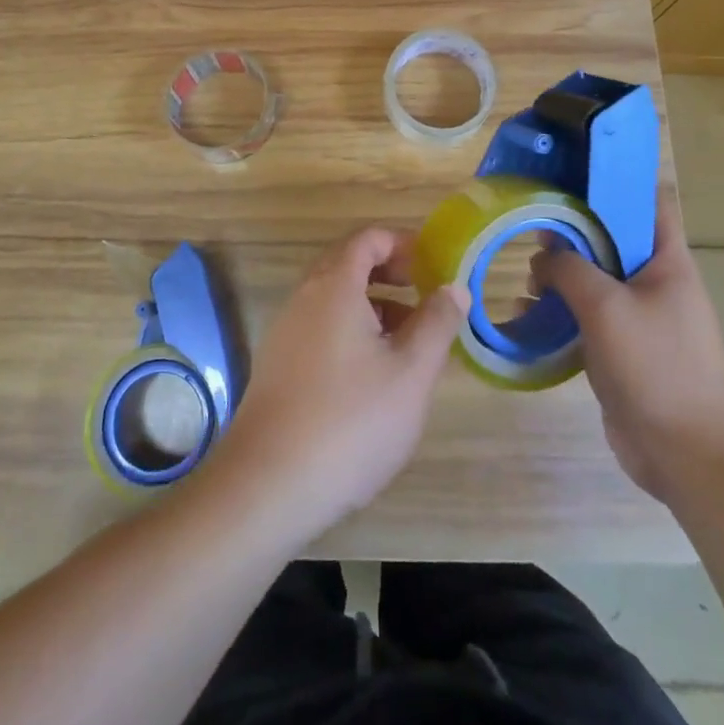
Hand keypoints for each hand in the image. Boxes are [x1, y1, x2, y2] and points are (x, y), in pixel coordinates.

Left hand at [210, 227, 469, 543]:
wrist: (269, 485)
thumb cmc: (351, 421)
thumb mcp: (411, 373)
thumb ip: (437, 324)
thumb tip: (454, 287)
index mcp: (335, 286)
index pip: (368, 239)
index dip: (403, 243)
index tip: (433, 265)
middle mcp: (304, 297)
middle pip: (348, 263)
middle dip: (389, 272)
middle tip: (425, 295)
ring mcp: (285, 330)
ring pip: (334, 298)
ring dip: (372, 304)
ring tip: (408, 339)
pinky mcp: (277, 364)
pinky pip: (319, 326)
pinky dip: (350, 330)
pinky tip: (372, 374)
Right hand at [534, 192, 723, 501]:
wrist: (687, 454)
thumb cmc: (655, 366)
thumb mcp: (605, 305)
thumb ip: (568, 268)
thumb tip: (543, 257)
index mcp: (667, 261)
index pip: (648, 202)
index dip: (616, 181)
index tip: (571, 172)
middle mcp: (655, 282)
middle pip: (612, 239)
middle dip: (572, 231)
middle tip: (532, 226)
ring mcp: (639, 318)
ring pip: (595, 279)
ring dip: (561, 275)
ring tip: (526, 277)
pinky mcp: (622, 349)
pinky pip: (587, 316)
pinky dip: (560, 310)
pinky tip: (527, 314)